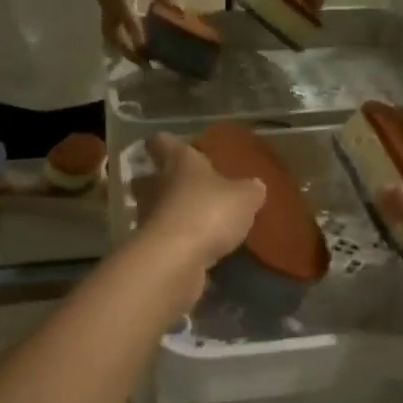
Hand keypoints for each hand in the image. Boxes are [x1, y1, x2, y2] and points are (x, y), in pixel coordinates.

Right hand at [74, 0, 173, 54]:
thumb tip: (180, 9)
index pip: (128, 17)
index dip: (138, 33)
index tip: (148, 50)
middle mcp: (111, 8)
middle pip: (116, 37)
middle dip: (130, 54)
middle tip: (149, 67)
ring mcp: (105, 12)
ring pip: (112, 39)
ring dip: (125, 53)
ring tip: (143, 63)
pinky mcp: (105, 14)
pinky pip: (111, 34)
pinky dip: (122, 45)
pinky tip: (135, 50)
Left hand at [137, 132, 264, 266]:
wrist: (175, 260)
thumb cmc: (208, 212)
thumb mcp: (244, 198)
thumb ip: (249, 190)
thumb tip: (255, 185)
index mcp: (178, 162)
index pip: (161, 142)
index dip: (164, 143)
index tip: (167, 144)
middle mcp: (156, 185)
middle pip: (147, 178)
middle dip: (158, 181)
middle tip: (180, 186)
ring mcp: (148, 218)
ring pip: (152, 208)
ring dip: (166, 212)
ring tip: (190, 219)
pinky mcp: (150, 248)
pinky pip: (162, 238)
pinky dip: (173, 241)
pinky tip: (193, 247)